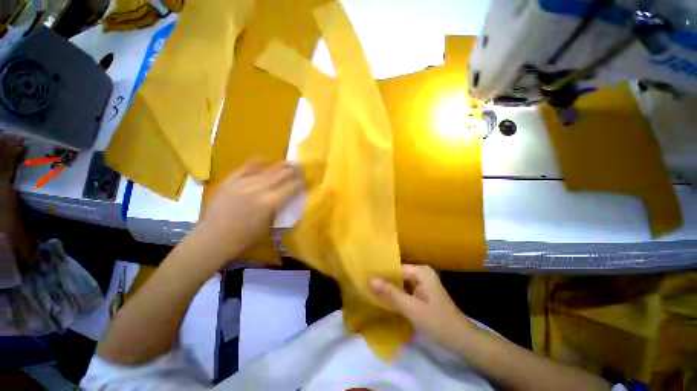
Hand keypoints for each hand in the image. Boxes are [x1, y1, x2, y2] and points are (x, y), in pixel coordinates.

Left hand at [195, 159, 300, 262]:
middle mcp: (259, 189)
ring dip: (280, 166)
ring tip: (288, 162)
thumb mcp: (269, 225)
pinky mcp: (231, 181)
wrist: (213, 238)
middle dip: (294, 171)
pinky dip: (256, 162)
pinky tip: (264, 158)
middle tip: (301, 167)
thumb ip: (279, 209)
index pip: (292, 188)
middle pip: (281, 174)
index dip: (302, 182)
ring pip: (267, 170)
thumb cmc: (245, 238)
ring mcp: (244, 183)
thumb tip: (288, 198)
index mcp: (270, 202)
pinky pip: (246, 168)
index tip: (308, 179)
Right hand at [370, 264, 474, 347]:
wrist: (462, 341)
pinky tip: (384, 301)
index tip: (365, 279)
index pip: (395, 268)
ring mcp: (422, 283)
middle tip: (365, 287)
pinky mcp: (422, 293)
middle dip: (384, 283)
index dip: (381, 274)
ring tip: (370, 293)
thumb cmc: (438, 323)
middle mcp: (421, 273)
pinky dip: (396, 296)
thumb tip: (370, 280)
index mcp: (421, 271)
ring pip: (400, 284)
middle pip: (397, 275)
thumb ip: (390, 293)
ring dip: (389, 290)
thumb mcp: (412, 308)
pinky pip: (405, 291)